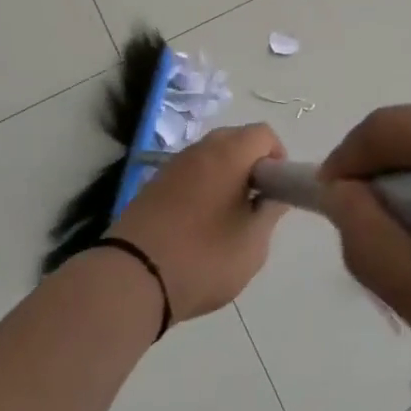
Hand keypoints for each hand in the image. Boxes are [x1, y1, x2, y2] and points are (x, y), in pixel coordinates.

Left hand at [110, 124, 287, 323]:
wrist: (133, 276)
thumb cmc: (203, 258)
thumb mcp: (252, 244)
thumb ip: (270, 212)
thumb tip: (274, 195)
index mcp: (229, 154)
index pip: (263, 134)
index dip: (277, 157)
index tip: (276, 190)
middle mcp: (200, 149)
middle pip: (236, 139)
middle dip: (252, 164)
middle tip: (255, 204)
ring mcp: (173, 164)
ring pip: (211, 156)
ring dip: (226, 176)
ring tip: (228, 218)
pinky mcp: (154, 184)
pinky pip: (189, 173)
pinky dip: (202, 187)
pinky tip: (199, 224)